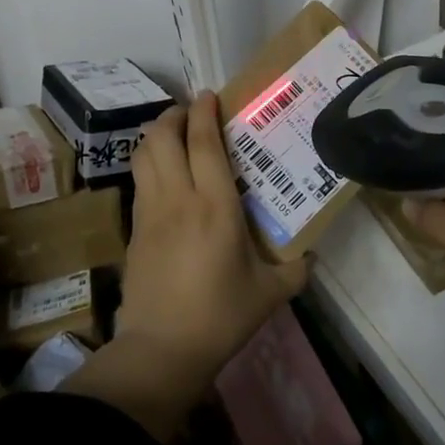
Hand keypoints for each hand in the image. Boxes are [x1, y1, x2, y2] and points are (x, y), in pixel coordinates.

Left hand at [120, 93, 308, 377]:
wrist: (162, 349)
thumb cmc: (221, 316)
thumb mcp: (271, 293)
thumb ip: (295, 268)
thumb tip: (310, 254)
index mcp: (215, 207)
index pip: (204, 144)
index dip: (204, 113)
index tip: (209, 95)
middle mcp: (178, 199)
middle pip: (162, 138)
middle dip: (173, 115)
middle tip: (190, 112)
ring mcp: (150, 213)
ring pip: (143, 156)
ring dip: (156, 136)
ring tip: (174, 134)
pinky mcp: (134, 231)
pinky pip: (139, 182)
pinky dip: (149, 164)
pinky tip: (164, 175)